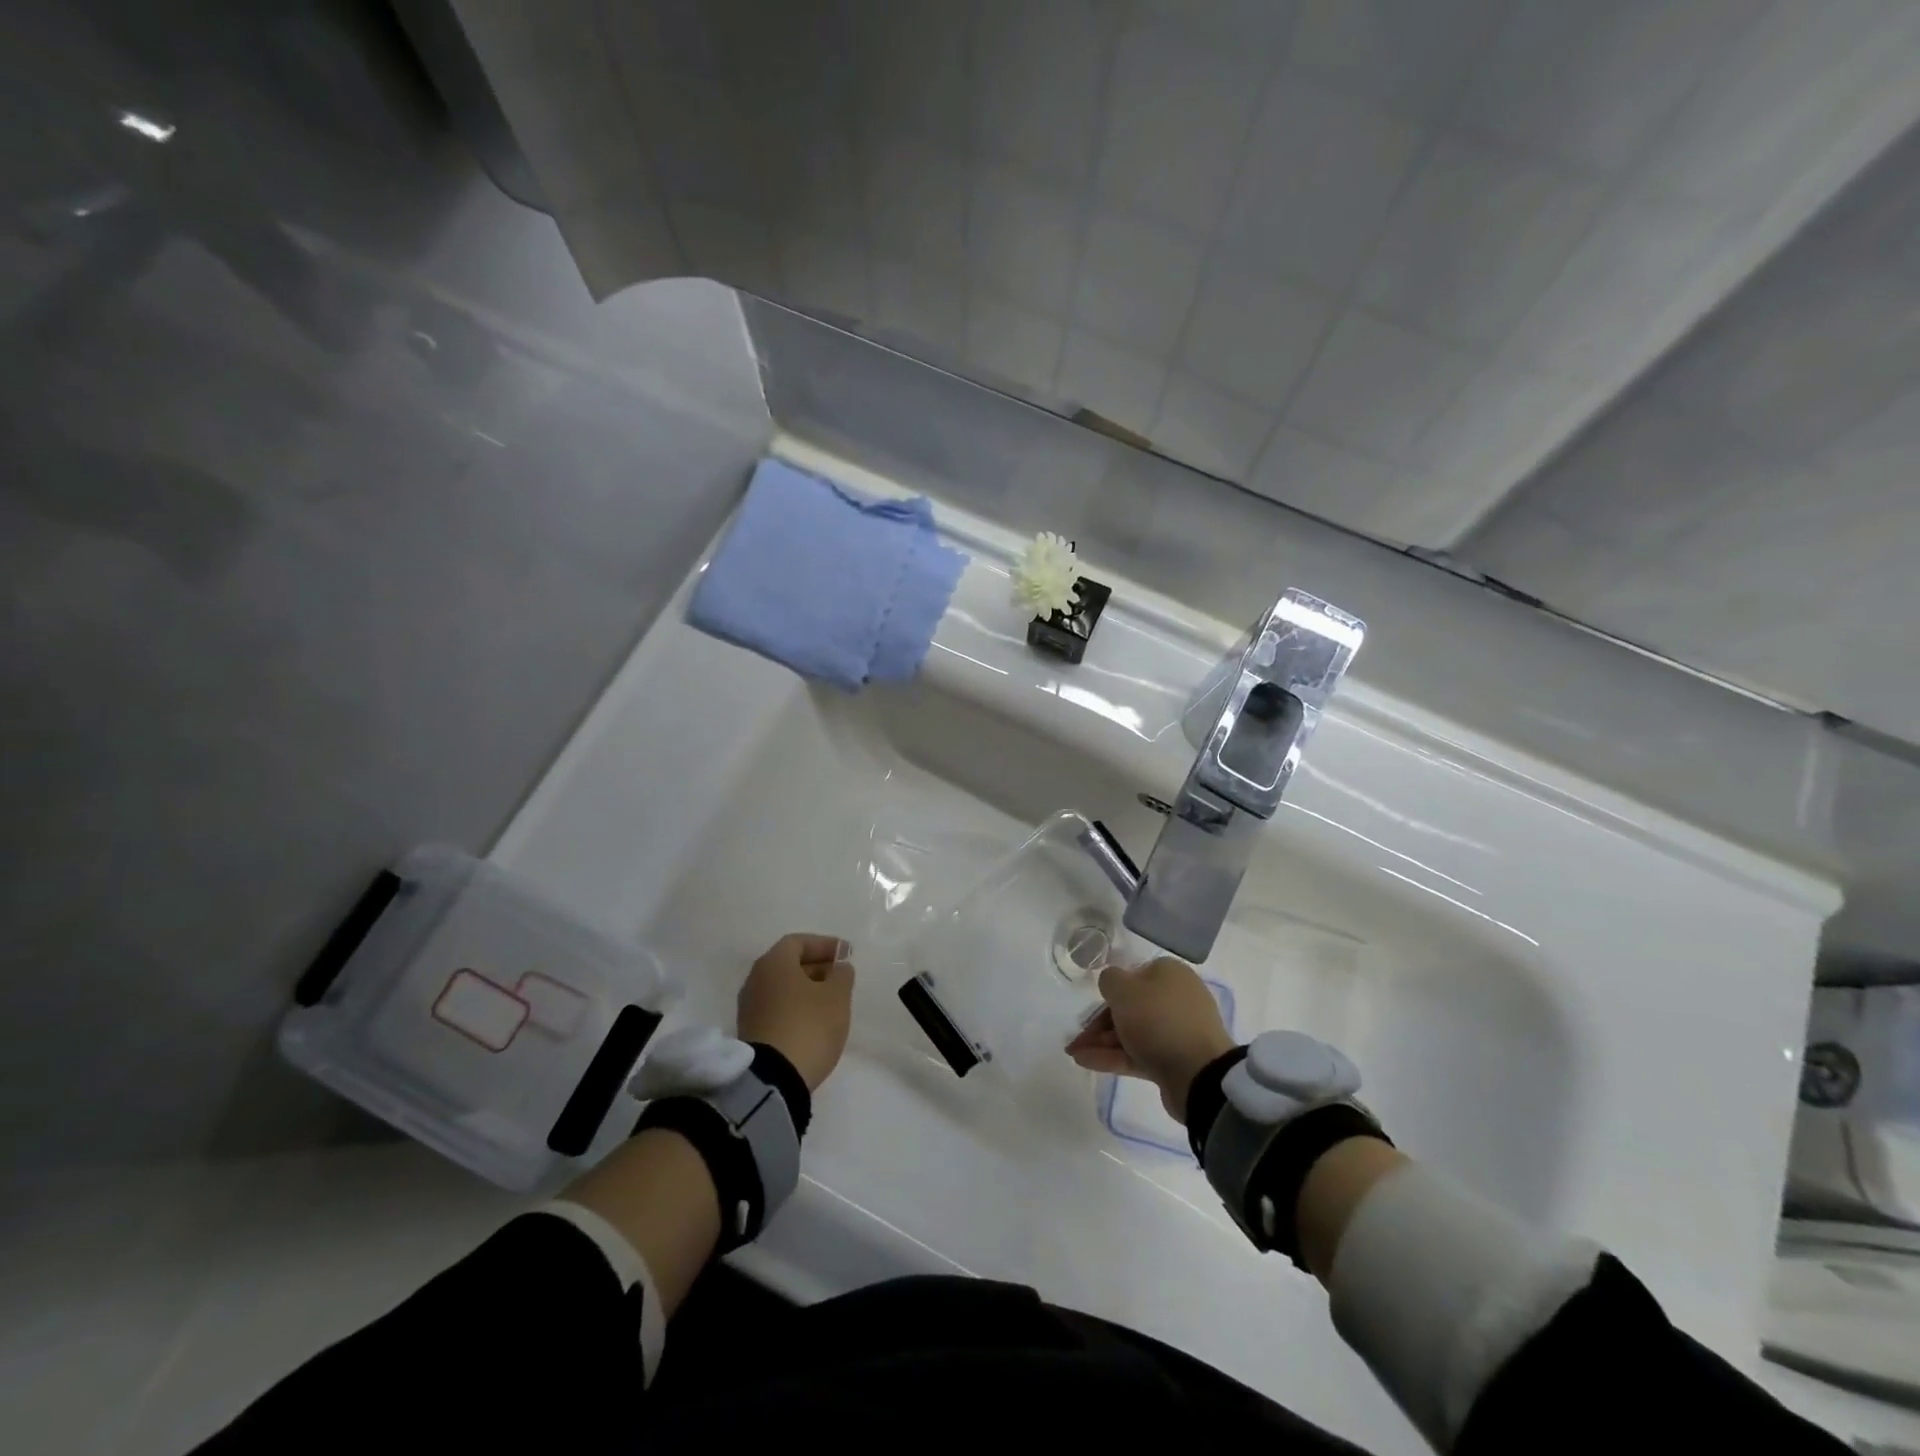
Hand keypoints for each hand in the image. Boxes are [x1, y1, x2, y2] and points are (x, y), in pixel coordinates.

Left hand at [736, 933, 854, 1091]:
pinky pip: (777, 1008)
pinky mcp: (751, 1032)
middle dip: (816, 966)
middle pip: (788, 964)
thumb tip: (838, 968)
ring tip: (831, 1000)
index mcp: (774, 963)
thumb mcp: (837, 996)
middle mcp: (755, 979)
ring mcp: (749, 1007)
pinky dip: (795, 1007)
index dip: (825, 945)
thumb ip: (842, 974)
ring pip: (782, 987)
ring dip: (806, 988)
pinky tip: (813, 1020)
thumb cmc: (809, 1026)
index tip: (846, 954)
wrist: (773, 1080)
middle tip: (840, 976)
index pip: (799, 942)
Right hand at [1065, 956, 1234, 1121]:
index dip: (1108, 993)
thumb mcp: (1123, 990)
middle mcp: (1176, 998)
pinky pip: (1138, 1053)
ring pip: (1132, 1032)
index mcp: (1169, 974)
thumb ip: (1109, 980)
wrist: (1198, 1074)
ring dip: (1101, 1041)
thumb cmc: (1158, 1020)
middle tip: (1076, 1038)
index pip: (1132, 977)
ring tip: (1073, 1053)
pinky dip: (1112, 1056)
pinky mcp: (1174, 1060)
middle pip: (1130, 1007)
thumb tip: (1112, 984)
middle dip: (1099, 1023)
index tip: (1088, 1008)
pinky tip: (1086, 1062)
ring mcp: (1177, 1031)